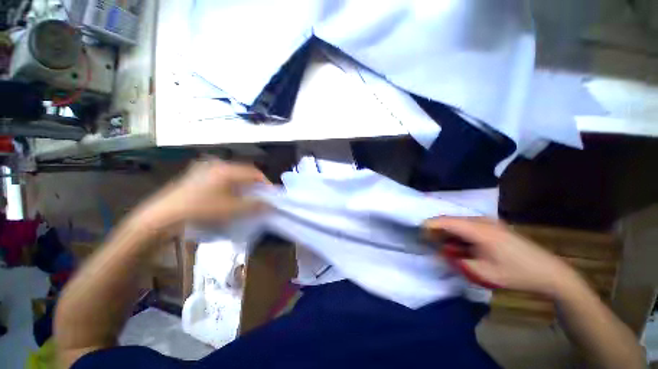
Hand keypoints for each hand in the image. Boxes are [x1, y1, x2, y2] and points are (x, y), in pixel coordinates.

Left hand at [139, 159, 267, 226]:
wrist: (162, 217)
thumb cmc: (201, 210)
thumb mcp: (232, 209)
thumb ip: (255, 205)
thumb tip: (271, 204)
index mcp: (226, 169)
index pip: (254, 172)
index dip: (266, 183)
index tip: (271, 196)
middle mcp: (216, 165)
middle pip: (243, 173)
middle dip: (254, 186)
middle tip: (259, 198)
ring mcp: (204, 169)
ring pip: (232, 176)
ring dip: (242, 187)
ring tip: (245, 199)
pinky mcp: (196, 176)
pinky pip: (220, 179)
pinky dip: (230, 187)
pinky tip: (227, 198)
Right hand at [423, 217, 578, 297]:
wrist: (548, 272)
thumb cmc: (514, 274)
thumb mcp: (482, 272)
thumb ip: (456, 260)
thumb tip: (441, 251)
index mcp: (478, 230)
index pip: (445, 221)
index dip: (429, 225)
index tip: (418, 233)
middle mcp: (481, 221)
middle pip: (450, 220)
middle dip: (437, 230)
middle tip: (429, 242)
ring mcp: (488, 222)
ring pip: (459, 223)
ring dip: (448, 233)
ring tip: (444, 246)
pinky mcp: (493, 226)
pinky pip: (468, 226)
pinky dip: (459, 234)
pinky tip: (460, 245)